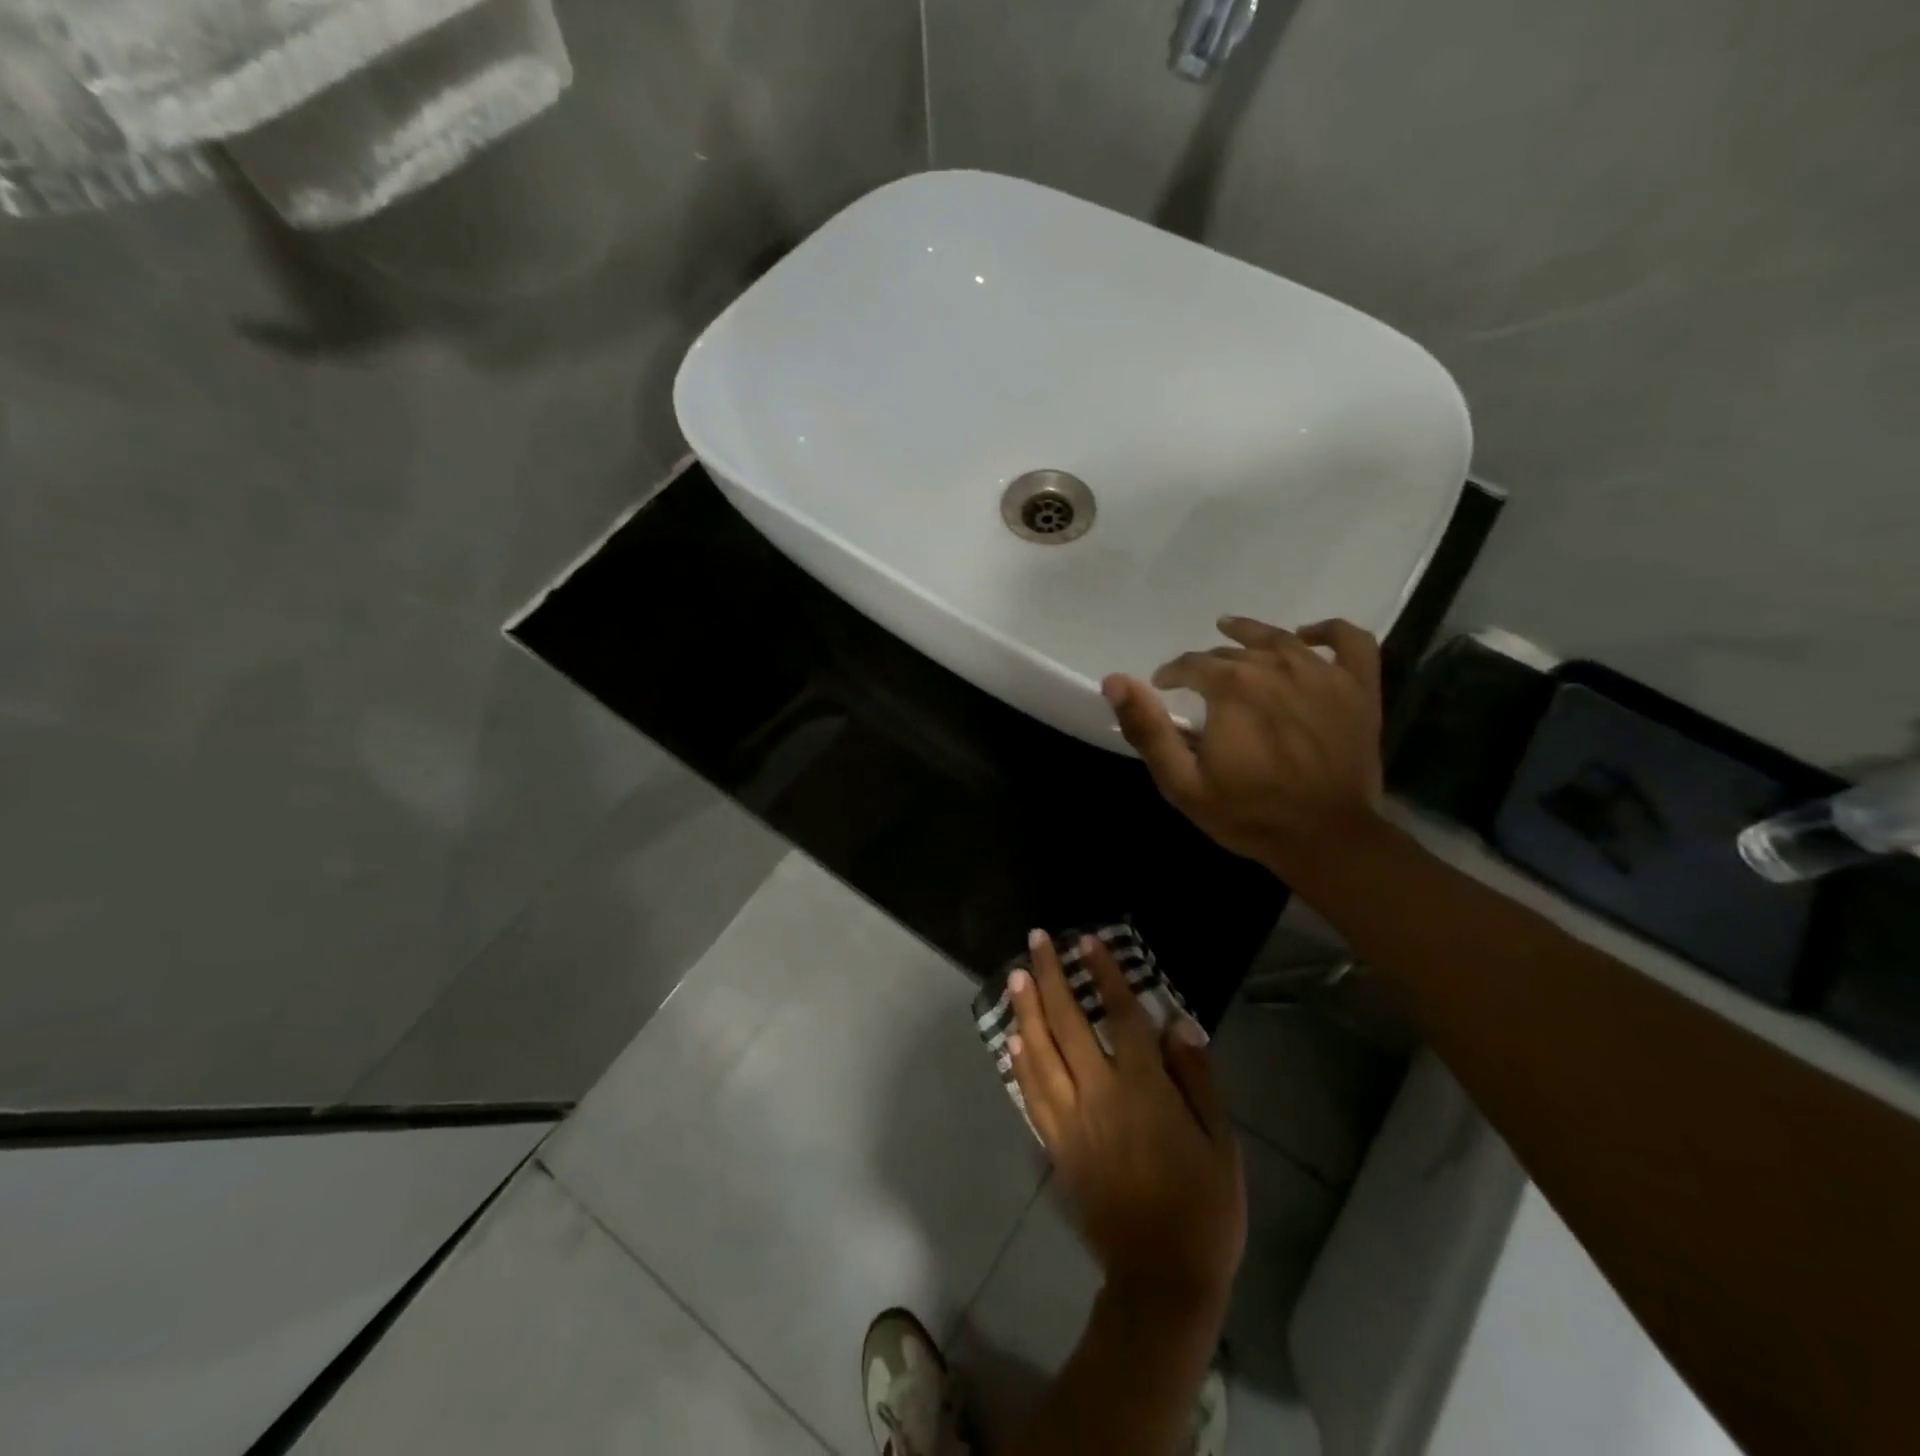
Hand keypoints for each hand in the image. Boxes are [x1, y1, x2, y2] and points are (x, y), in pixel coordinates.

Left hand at [1007, 931, 1245, 1312]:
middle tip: (1036, 940)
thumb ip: (1196, 1076)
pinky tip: (1013, 1038)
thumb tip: (1176, 1020)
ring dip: (1026, 1009)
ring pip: (1040, 1052)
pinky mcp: (1055, 1146)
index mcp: (1144, 1090)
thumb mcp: (1221, 1141)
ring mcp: (1070, 1121)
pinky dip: (1020, 1062)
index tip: (1086, 941)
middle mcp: (1099, 1095)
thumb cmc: (1204, 1207)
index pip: (1119, 1016)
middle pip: (1068, 1023)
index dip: (1103, 974)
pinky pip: (1031, 1094)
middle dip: (1050, 976)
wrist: (1162, 1277)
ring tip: (1015, 974)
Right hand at [1102, 617, 1385, 869]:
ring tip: (1231, 632)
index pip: (1191, 665)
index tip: (1163, 689)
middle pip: (1233, 653)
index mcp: (1231, 686)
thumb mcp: (1182, 781)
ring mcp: (1323, 673)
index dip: (1171, 675)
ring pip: (1280, 638)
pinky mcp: (1359, 687)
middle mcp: (1276, 666)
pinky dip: (1328, 630)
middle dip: (1208, 665)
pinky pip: (1350, 640)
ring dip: (1250, 634)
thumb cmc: (1248, 813)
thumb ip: (1147, 729)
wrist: (1326, 838)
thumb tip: (1115, 681)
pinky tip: (1307, 636)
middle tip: (1198, 684)